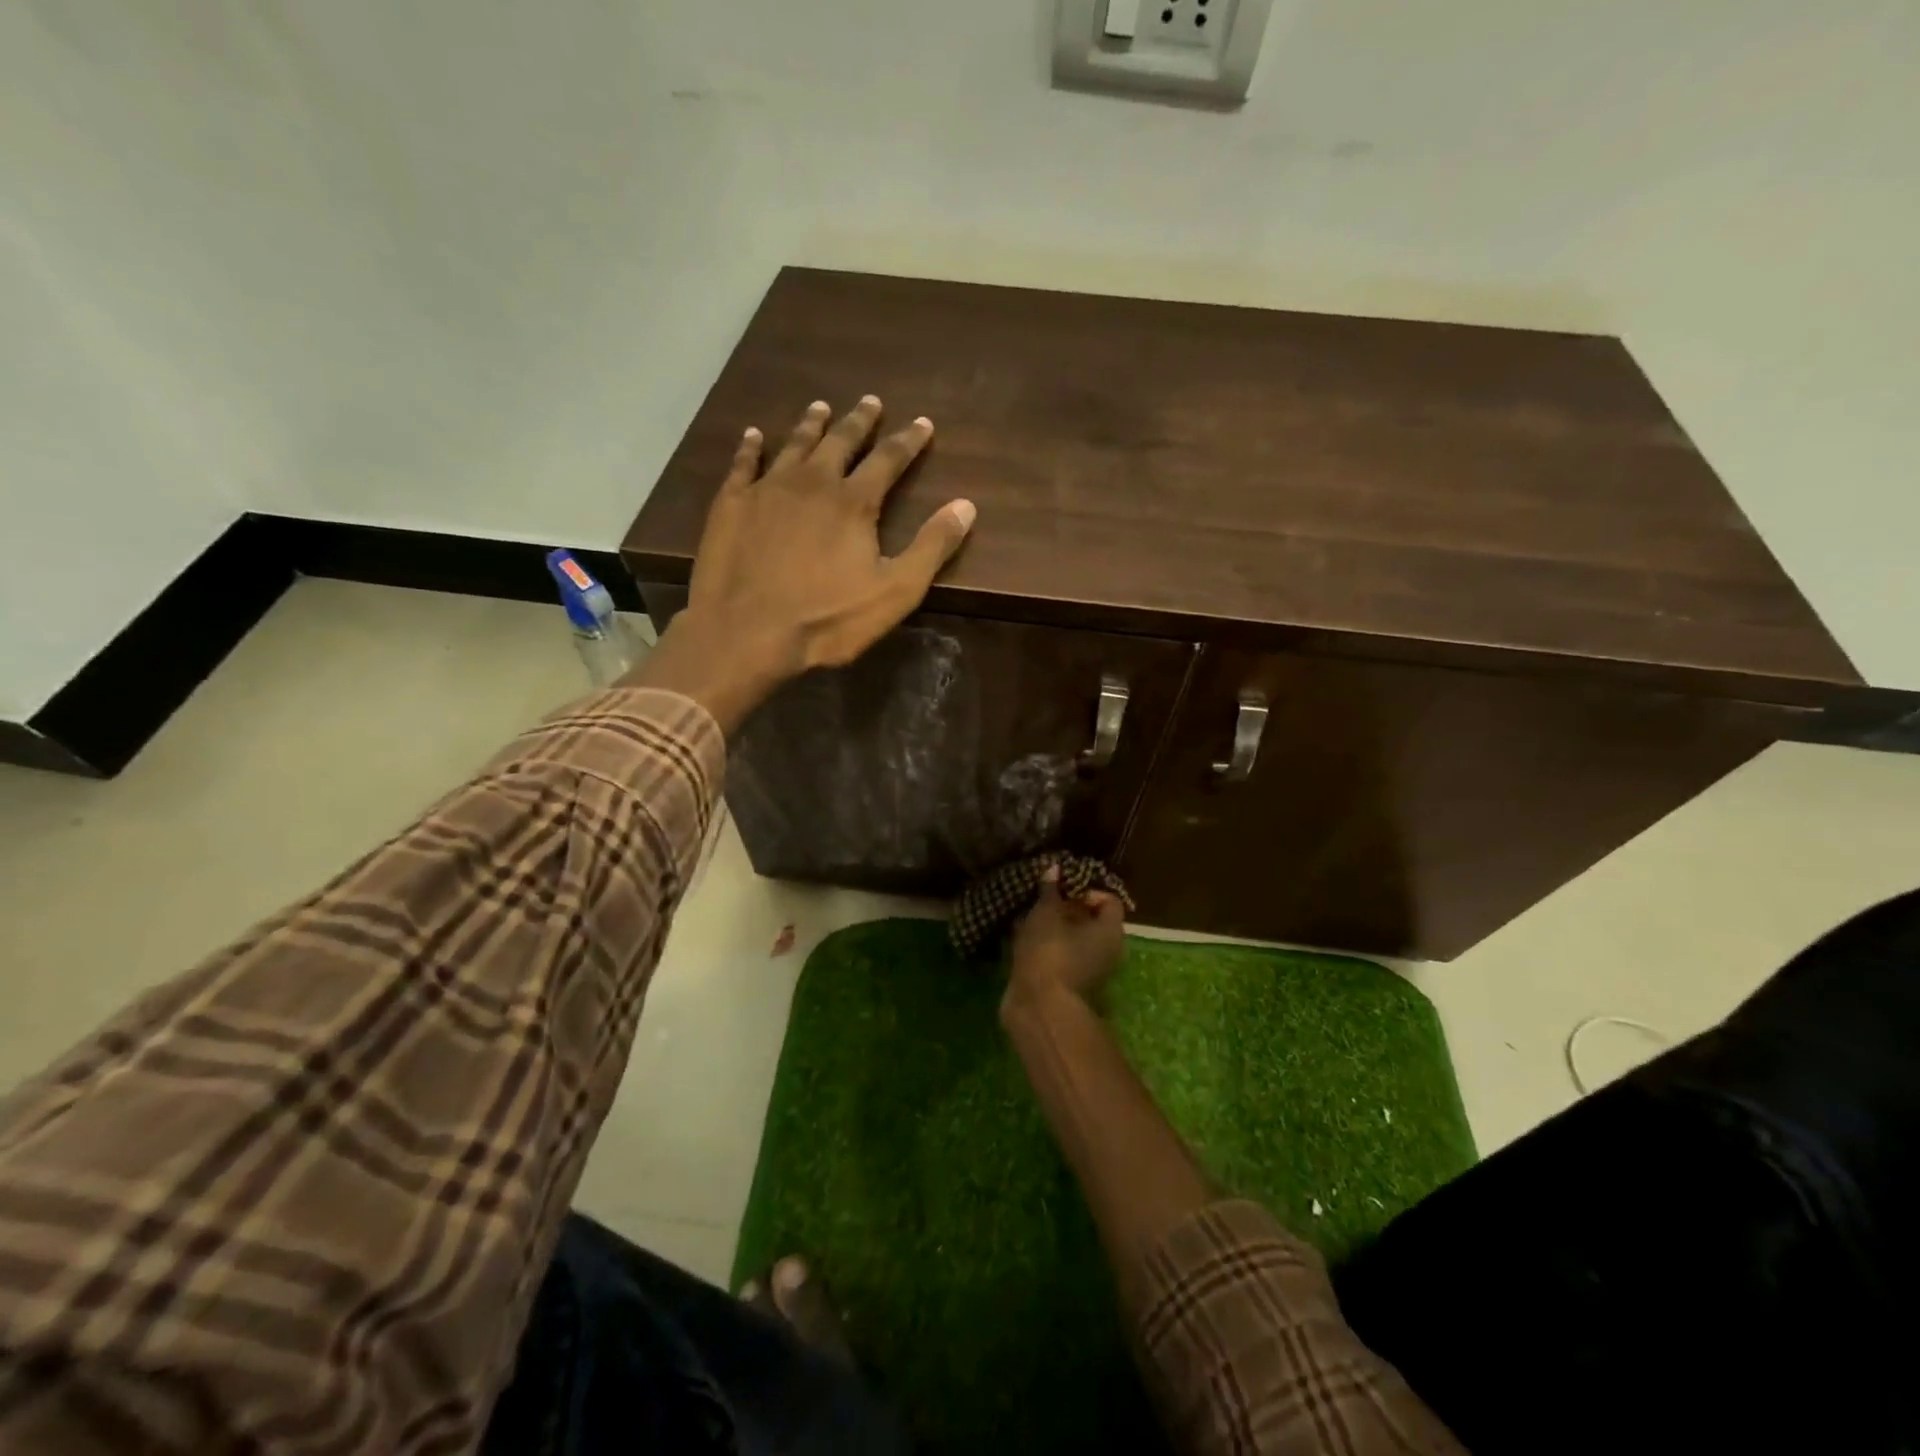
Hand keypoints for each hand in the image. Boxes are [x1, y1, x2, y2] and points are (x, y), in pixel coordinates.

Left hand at [631, 397, 975, 730]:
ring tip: (820, 407)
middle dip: (859, 421)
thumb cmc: (827, 619)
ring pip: (794, 445)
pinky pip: (743, 464)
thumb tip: (966, 505)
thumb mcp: (896, 591)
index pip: (889, 459)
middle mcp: (812, 482)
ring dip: (811, 425)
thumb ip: (932, 547)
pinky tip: (752, 436)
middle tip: (870, 401)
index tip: (922, 423)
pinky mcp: (732, 504)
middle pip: (841, 442)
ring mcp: (767, 489)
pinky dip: (750, 447)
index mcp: (854, 501)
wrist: (746, 632)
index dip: (908, 440)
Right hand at [1005, 866, 1126, 1018]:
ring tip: (1028, 917)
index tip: (1062, 890)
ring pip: (1075, 938)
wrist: (1038, 1006)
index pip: (1108, 899)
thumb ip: (1050, 890)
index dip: (1086, 889)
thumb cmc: (1049, 951)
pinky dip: (1047, 945)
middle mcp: (1109, 950)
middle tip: (1042, 900)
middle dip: (1067, 908)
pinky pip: (1062, 954)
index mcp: (1111, 930)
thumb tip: (1054, 867)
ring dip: (1055, 927)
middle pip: (1092, 919)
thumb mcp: (1046, 913)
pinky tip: (1023, 938)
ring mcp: (1091, 969)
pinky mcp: (1070, 982)